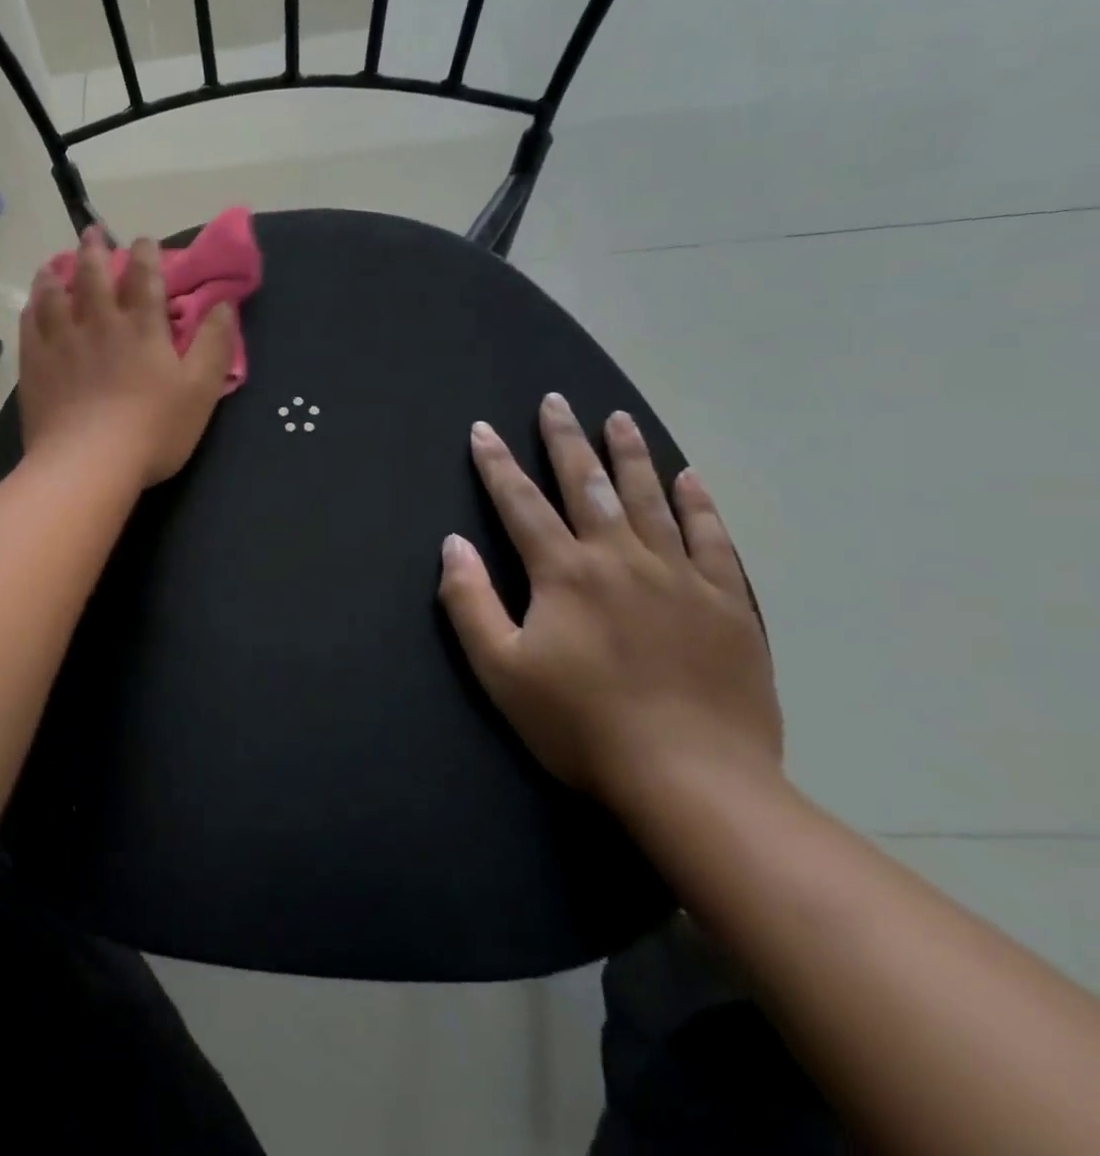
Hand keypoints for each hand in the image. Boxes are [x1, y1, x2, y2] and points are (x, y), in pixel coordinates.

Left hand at [18, 229, 236, 486]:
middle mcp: (98, 324)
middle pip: (93, 276)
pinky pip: (30, 325)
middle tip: (91, 233)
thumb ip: (214, 344)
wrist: (88, 463)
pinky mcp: (35, 366)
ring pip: (54, 295)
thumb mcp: (200, 390)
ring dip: (56, 274)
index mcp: (141, 327)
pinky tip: (32, 305)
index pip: (145, 277)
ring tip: (53, 263)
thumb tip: (225, 304)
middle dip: (95, 250)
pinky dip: (32, 308)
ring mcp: (61, 343)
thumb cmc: (153, 430)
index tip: (144, 241)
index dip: (146, 254)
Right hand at [437, 393, 781, 812]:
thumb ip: (470, 601)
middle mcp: (621, 559)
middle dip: (565, 440)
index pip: (521, 504)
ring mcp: (680, 578)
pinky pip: (712, 539)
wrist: (694, 782)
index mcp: (564, 574)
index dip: (496, 465)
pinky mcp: (727, 604)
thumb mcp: (501, 670)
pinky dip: (698, 504)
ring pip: (650, 500)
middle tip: (555, 401)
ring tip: (618, 418)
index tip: (482, 430)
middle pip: (587, 486)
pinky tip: (688, 478)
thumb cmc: (581, 726)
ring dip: (630, 455)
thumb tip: (453, 544)